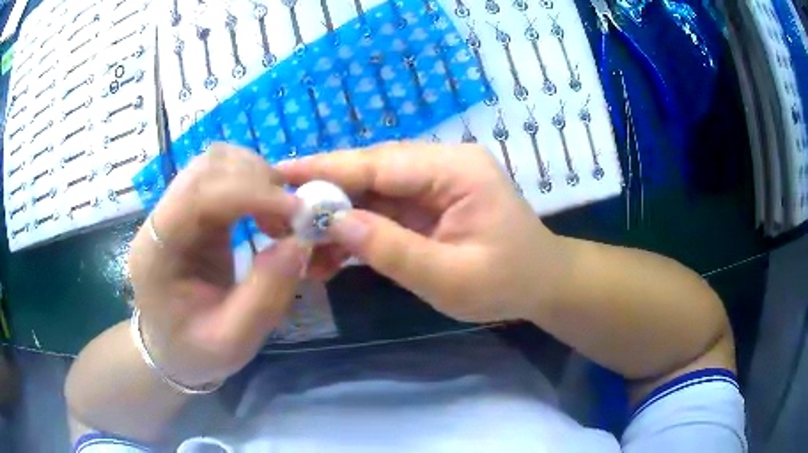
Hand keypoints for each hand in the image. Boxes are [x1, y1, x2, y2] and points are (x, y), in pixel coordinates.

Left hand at [128, 144, 303, 386]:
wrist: (171, 349)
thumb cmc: (196, 352)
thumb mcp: (233, 341)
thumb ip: (265, 296)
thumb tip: (300, 242)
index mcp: (156, 254)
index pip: (197, 197)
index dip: (249, 193)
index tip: (297, 211)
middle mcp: (159, 221)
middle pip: (205, 168)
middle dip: (256, 180)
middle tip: (292, 216)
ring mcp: (174, 210)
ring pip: (215, 162)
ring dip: (255, 176)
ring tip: (280, 214)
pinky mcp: (190, 210)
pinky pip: (222, 175)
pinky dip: (252, 182)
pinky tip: (266, 210)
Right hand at [279, 143, 572, 322]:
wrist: (541, 285)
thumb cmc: (508, 282)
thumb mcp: (451, 277)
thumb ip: (392, 250)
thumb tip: (334, 223)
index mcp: (456, 170)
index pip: (379, 163)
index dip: (326, 169)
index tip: (280, 173)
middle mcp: (442, 165)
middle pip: (370, 172)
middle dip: (323, 193)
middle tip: (278, 214)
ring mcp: (434, 183)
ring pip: (371, 191)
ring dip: (335, 217)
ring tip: (299, 244)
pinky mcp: (428, 204)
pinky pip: (383, 210)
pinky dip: (355, 230)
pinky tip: (329, 254)